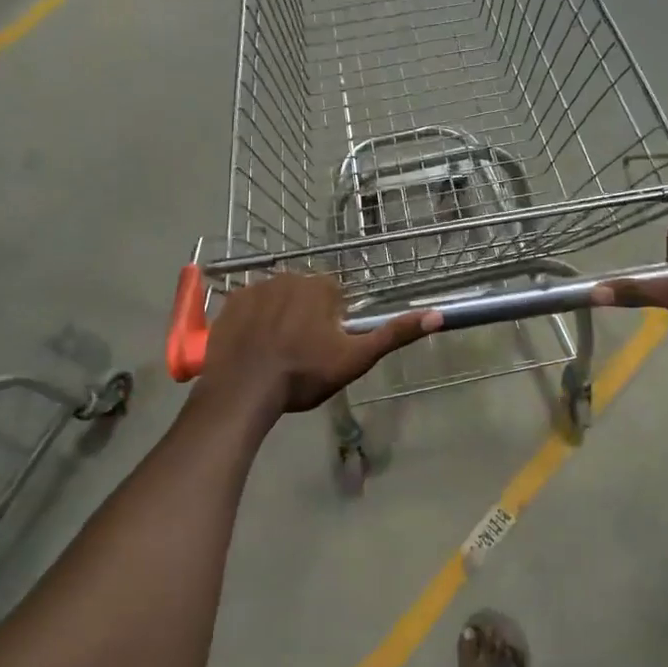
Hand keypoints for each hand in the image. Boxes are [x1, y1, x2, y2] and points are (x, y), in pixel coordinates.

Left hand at [202, 275, 438, 417]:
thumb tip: (438, 315)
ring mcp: (255, 286)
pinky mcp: (230, 302)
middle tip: (300, 353)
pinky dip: (253, 321)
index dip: (333, 323)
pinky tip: (253, 347)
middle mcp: (289, 275)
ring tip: (275, 353)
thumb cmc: (304, 374)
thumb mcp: (356, 358)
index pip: (336, 296)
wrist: (244, 391)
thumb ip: (394, 335)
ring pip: (277, 299)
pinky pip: (249, 306)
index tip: (325, 348)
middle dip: (306, 316)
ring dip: (279, 317)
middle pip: (305, 294)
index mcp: (321, 286)